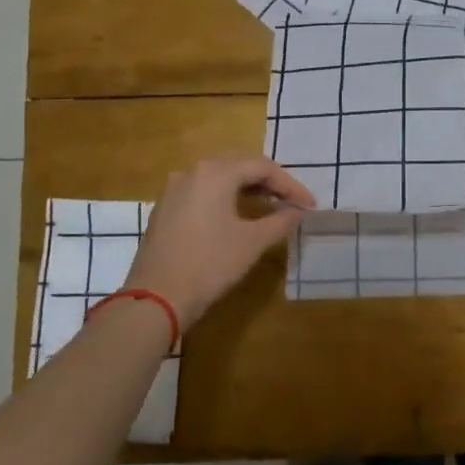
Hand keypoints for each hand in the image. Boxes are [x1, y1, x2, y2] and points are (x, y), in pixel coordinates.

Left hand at [121, 158, 314, 330]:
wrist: (156, 299)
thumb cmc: (210, 265)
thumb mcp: (253, 242)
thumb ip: (281, 220)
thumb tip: (298, 211)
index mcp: (216, 173)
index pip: (263, 168)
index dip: (291, 185)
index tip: (309, 205)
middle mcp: (193, 172)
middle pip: (240, 166)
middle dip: (269, 182)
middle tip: (292, 201)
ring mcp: (174, 189)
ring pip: (220, 178)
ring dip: (247, 188)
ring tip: (269, 206)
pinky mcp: (165, 209)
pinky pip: (202, 192)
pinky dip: (225, 198)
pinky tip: (237, 216)